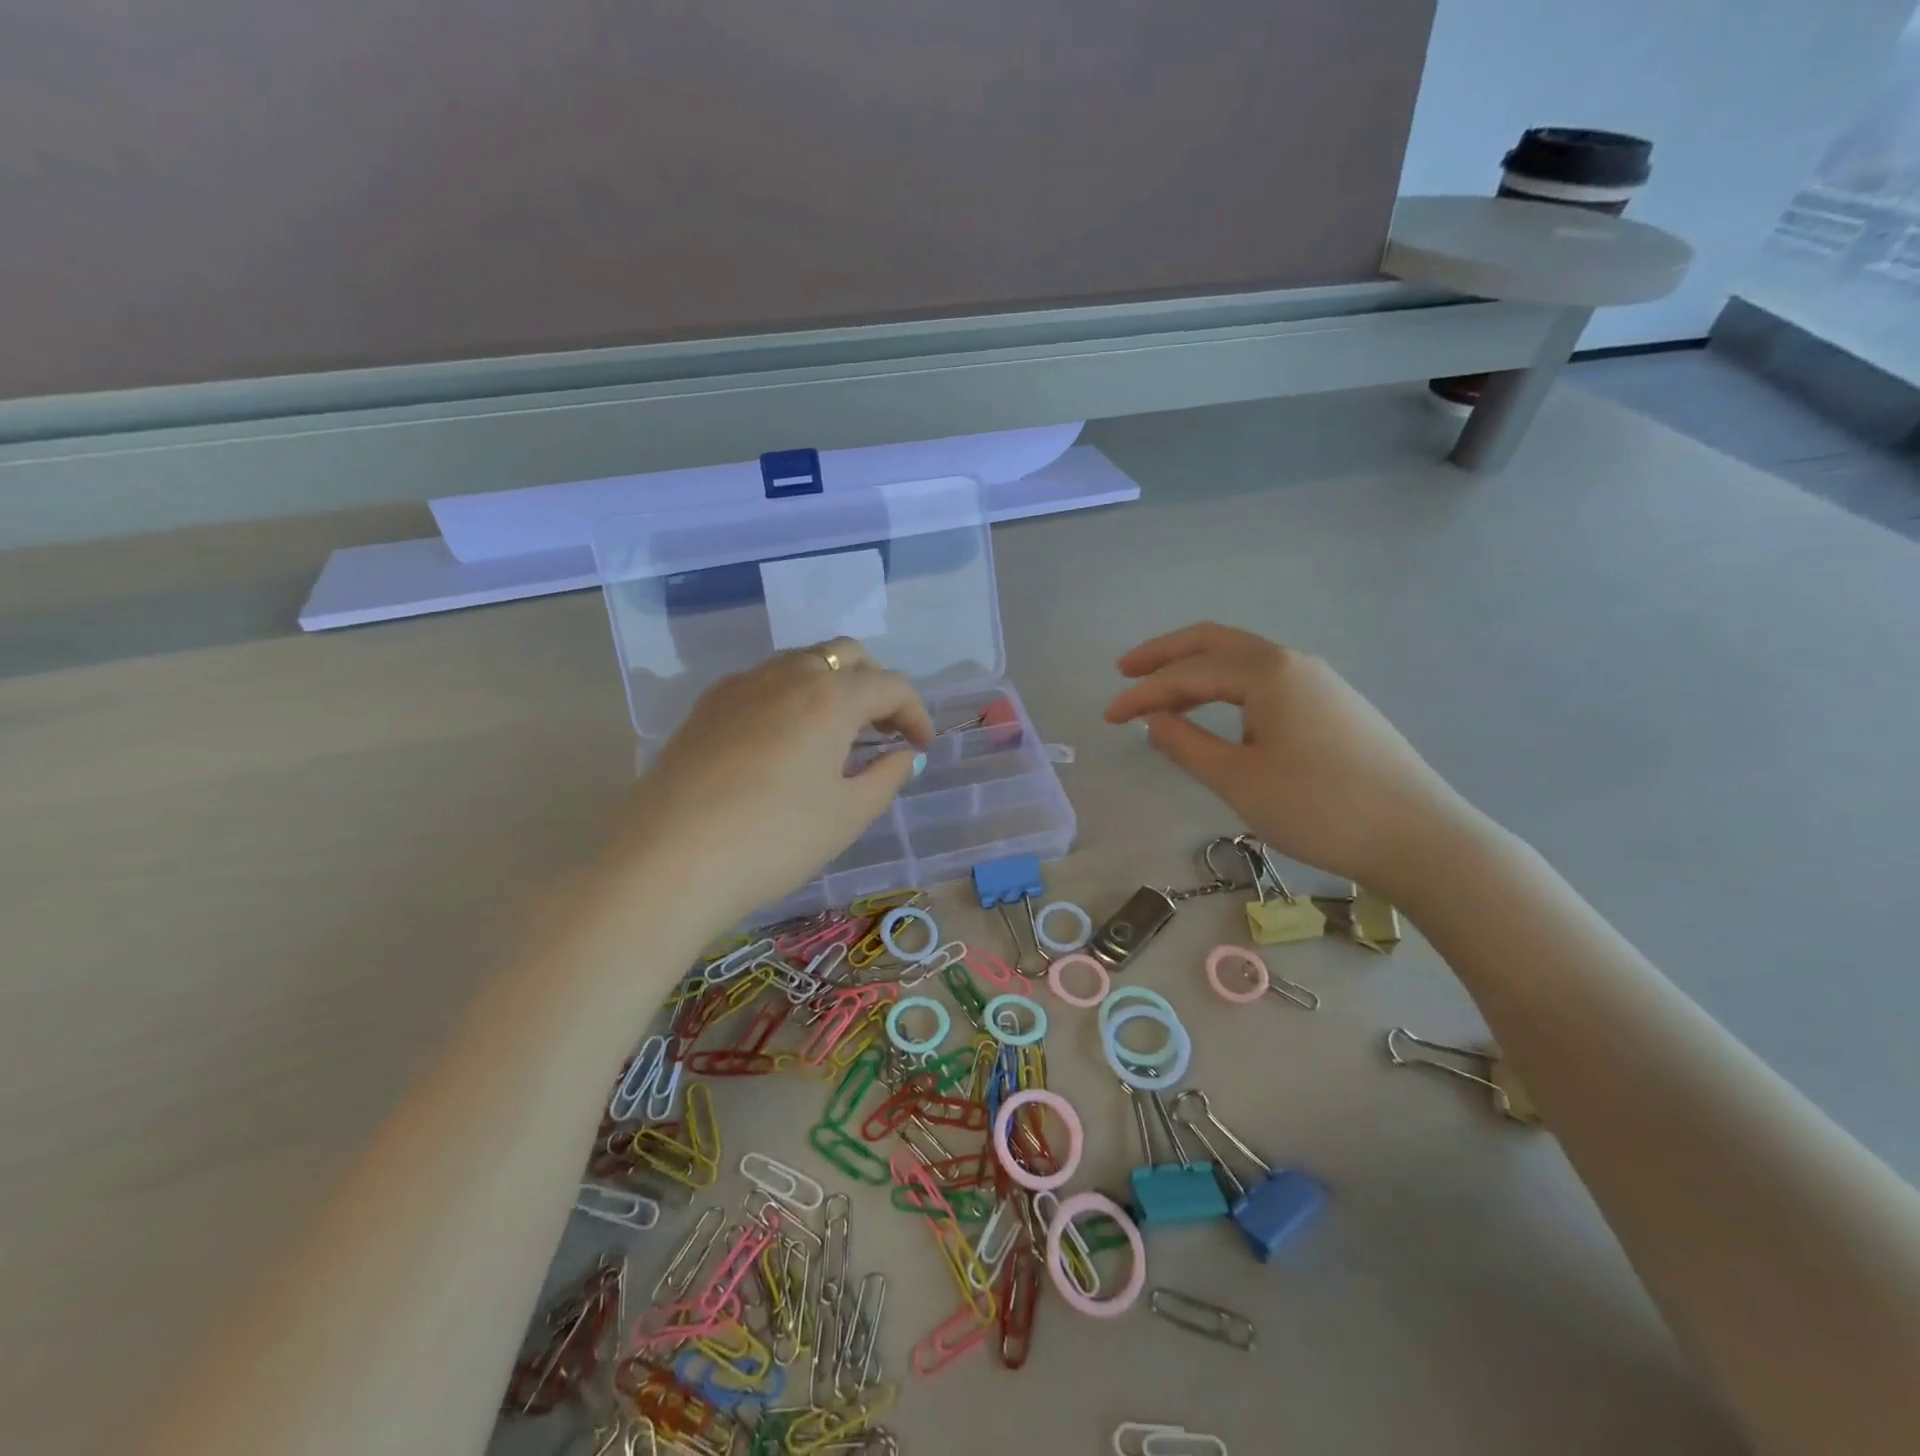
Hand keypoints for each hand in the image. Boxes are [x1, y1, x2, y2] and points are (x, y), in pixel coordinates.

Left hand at [612, 639, 931, 932]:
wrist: (667, 861)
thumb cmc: (775, 839)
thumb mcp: (847, 815)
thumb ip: (886, 777)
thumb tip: (904, 756)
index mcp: (831, 696)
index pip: (890, 685)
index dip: (915, 713)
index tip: (921, 747)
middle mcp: (787, 674)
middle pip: (846, 655)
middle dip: (874, 685)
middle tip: (883, 729)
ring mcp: (741, 685)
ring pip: (802, 663)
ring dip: (832, 686)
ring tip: (837, 735)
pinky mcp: (707, 706)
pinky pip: (764, 682)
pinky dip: (792, 696)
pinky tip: (785, 741)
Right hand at [1103, 623, 1472, 891]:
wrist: (1421, 838)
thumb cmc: (1320, 808)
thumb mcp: (1239, 781)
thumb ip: (1187, 745)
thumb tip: (1152, 720)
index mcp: (1268, 673)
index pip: (1190, 672)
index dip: (1144, 693)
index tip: (1108, 716)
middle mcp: (1294, 663)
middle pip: (1217, 643)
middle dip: (1167, 654)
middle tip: (1126, 670)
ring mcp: (1320, 682)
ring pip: (1244, 662)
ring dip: (1199, 671)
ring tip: (1163, 694)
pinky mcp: (1334, 706)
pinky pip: (1266, 681)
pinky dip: (1228, 687)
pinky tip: (1218, 712)